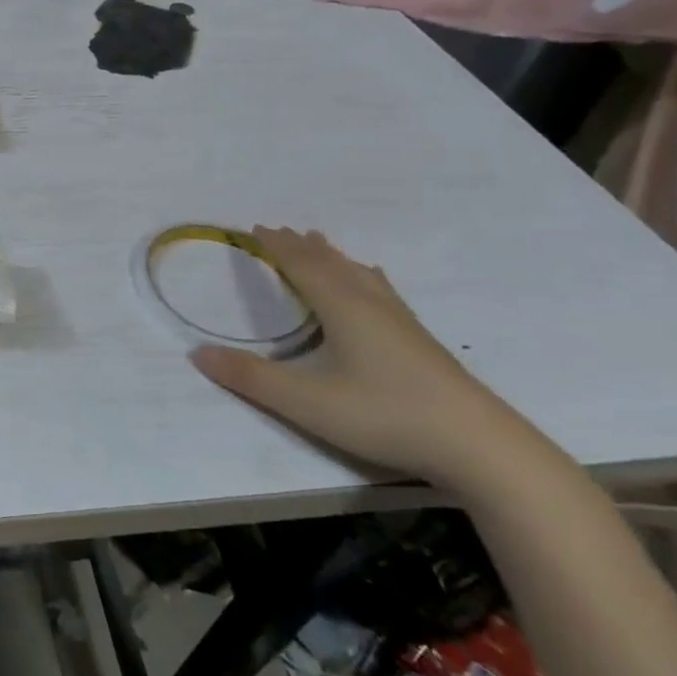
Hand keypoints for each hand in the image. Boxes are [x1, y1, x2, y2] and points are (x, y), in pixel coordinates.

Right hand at [190, 228, 553, 496]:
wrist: (480, 446)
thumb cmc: (385, 415)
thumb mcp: (306, 402)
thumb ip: (250, 378)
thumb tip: (196, 354)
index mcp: (342, 308)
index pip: (301, 266)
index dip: (276, 247)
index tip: (254, 229)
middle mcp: (371, 304)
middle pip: (330, 264)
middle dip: (300, 247)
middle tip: (279, 231)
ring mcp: (401, 322)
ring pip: (359, 274)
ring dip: (333, 257)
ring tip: (320, 244)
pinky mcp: (420, 342)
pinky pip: (381, 290)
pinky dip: (363, 276)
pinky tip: (374, 284)